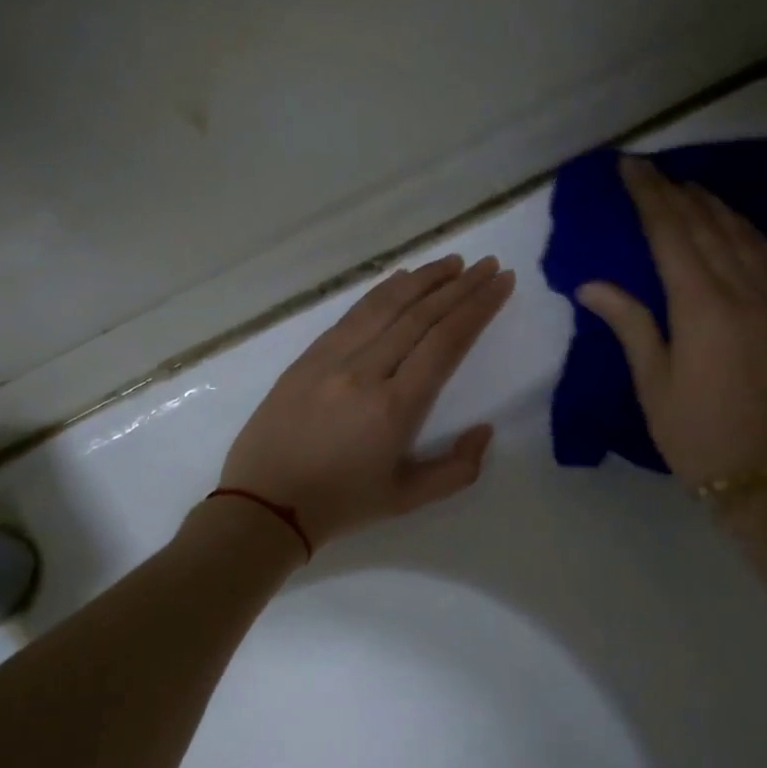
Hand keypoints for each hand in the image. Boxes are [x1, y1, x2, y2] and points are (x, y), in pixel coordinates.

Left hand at [220, 254, 515, 548]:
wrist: (265, 503)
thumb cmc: (342, 504)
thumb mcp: (408, 499)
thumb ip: (457, 470)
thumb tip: (485, 430)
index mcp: (394, 408)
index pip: (445, 343)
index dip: (477, 308)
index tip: (502, 283)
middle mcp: (365, 372)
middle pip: (421, 315)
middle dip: (460, 286)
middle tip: (489, 265)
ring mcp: (332, 359)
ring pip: (385, 306)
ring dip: (424, 279)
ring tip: (454, 263)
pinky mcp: (308, 357)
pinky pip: (353, 315)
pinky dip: (382, 292)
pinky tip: (402, 280)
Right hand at [577, 157, 766, 484]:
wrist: (762, 472)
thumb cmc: (694, 434)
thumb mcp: (652, 383)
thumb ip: (629, 324)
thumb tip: (592, 284)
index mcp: (701, 307)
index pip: (670, 233)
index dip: (647, 196)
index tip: (627, 166)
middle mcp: (740, 290)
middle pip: (704, 224)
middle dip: (672, 191)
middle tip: (646, 167)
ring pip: (738, 232)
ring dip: (708, 203)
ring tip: (682, 185)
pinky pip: (764, 252)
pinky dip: (742, 227)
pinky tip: (730, 221)